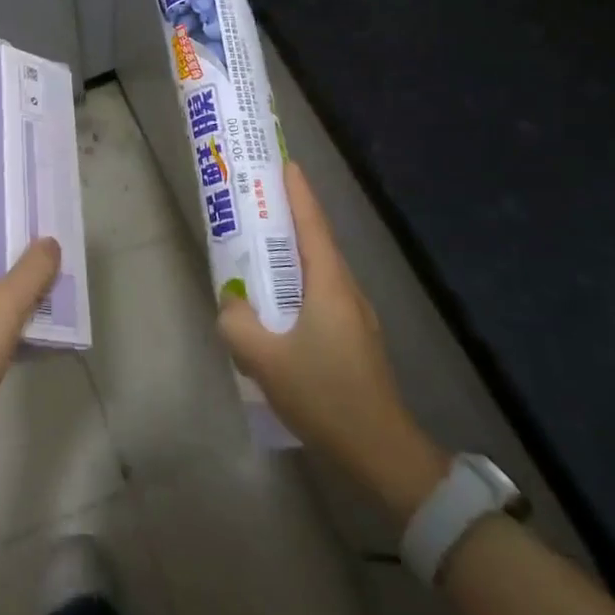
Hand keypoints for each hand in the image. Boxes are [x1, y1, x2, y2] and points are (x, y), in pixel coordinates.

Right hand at [217, 162, 446, 517]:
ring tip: (258, 253)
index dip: (297, 191)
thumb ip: (237, 323)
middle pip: (315, 242)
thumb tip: (232, 303)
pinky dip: (296, 287)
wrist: (382, 452)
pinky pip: (320, 297)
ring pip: (317, 272)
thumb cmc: (326, 395)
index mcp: (330, 284)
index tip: (283, 162)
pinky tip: (276, 310)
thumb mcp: (265, 359)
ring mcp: (354, 316)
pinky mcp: (354, 340)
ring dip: (290, 256)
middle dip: (288, 219)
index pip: (312, 224)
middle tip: (256, 204)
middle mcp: (346, 290)